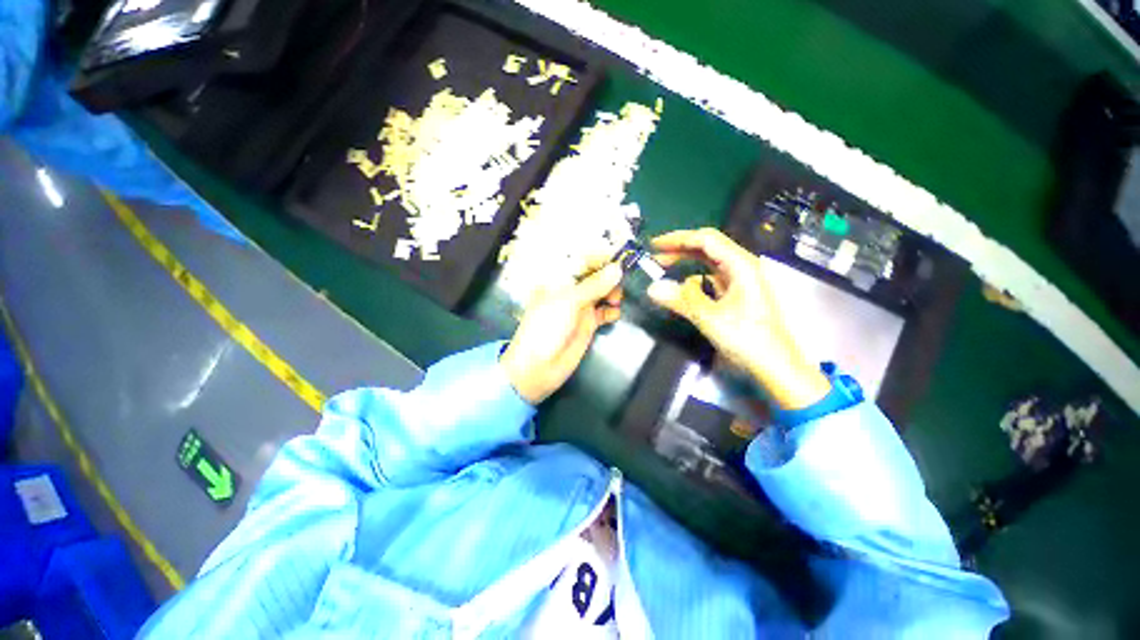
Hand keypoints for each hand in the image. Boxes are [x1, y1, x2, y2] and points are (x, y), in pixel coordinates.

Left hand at [500, 261, 623, 403]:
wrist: (538, 368)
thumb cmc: (546, 328)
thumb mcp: (568, 302)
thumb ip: (594, 285)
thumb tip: (618, 268)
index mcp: (558, 279)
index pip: (583, 260)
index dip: (601, 257)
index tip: (621, 257)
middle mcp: (571, 289)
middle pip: (596, 275)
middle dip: (610, 276)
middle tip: (622, 282)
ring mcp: (580, 307)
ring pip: (603, 292)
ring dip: (613, 292)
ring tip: (616, 300)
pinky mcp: (588, 324)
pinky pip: (605, 312)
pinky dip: (612, 311)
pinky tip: (615, 314)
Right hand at [646, 228, 829, 410]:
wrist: (775, 365)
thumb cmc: (748, 338)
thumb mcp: (711, 318)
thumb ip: (681, 300)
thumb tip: (653, 287)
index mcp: (741, 265)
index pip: (706, 239)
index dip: (678, 239)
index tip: (655, 245)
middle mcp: (742, 267)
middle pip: (707, 248)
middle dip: (679, 249)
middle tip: (655, 256)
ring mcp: (740, 280)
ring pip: (708, 263)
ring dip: (685, 264)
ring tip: (664, 269)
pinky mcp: (736, 294)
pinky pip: (710, 279)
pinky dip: (694, 280)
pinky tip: (683, 289)